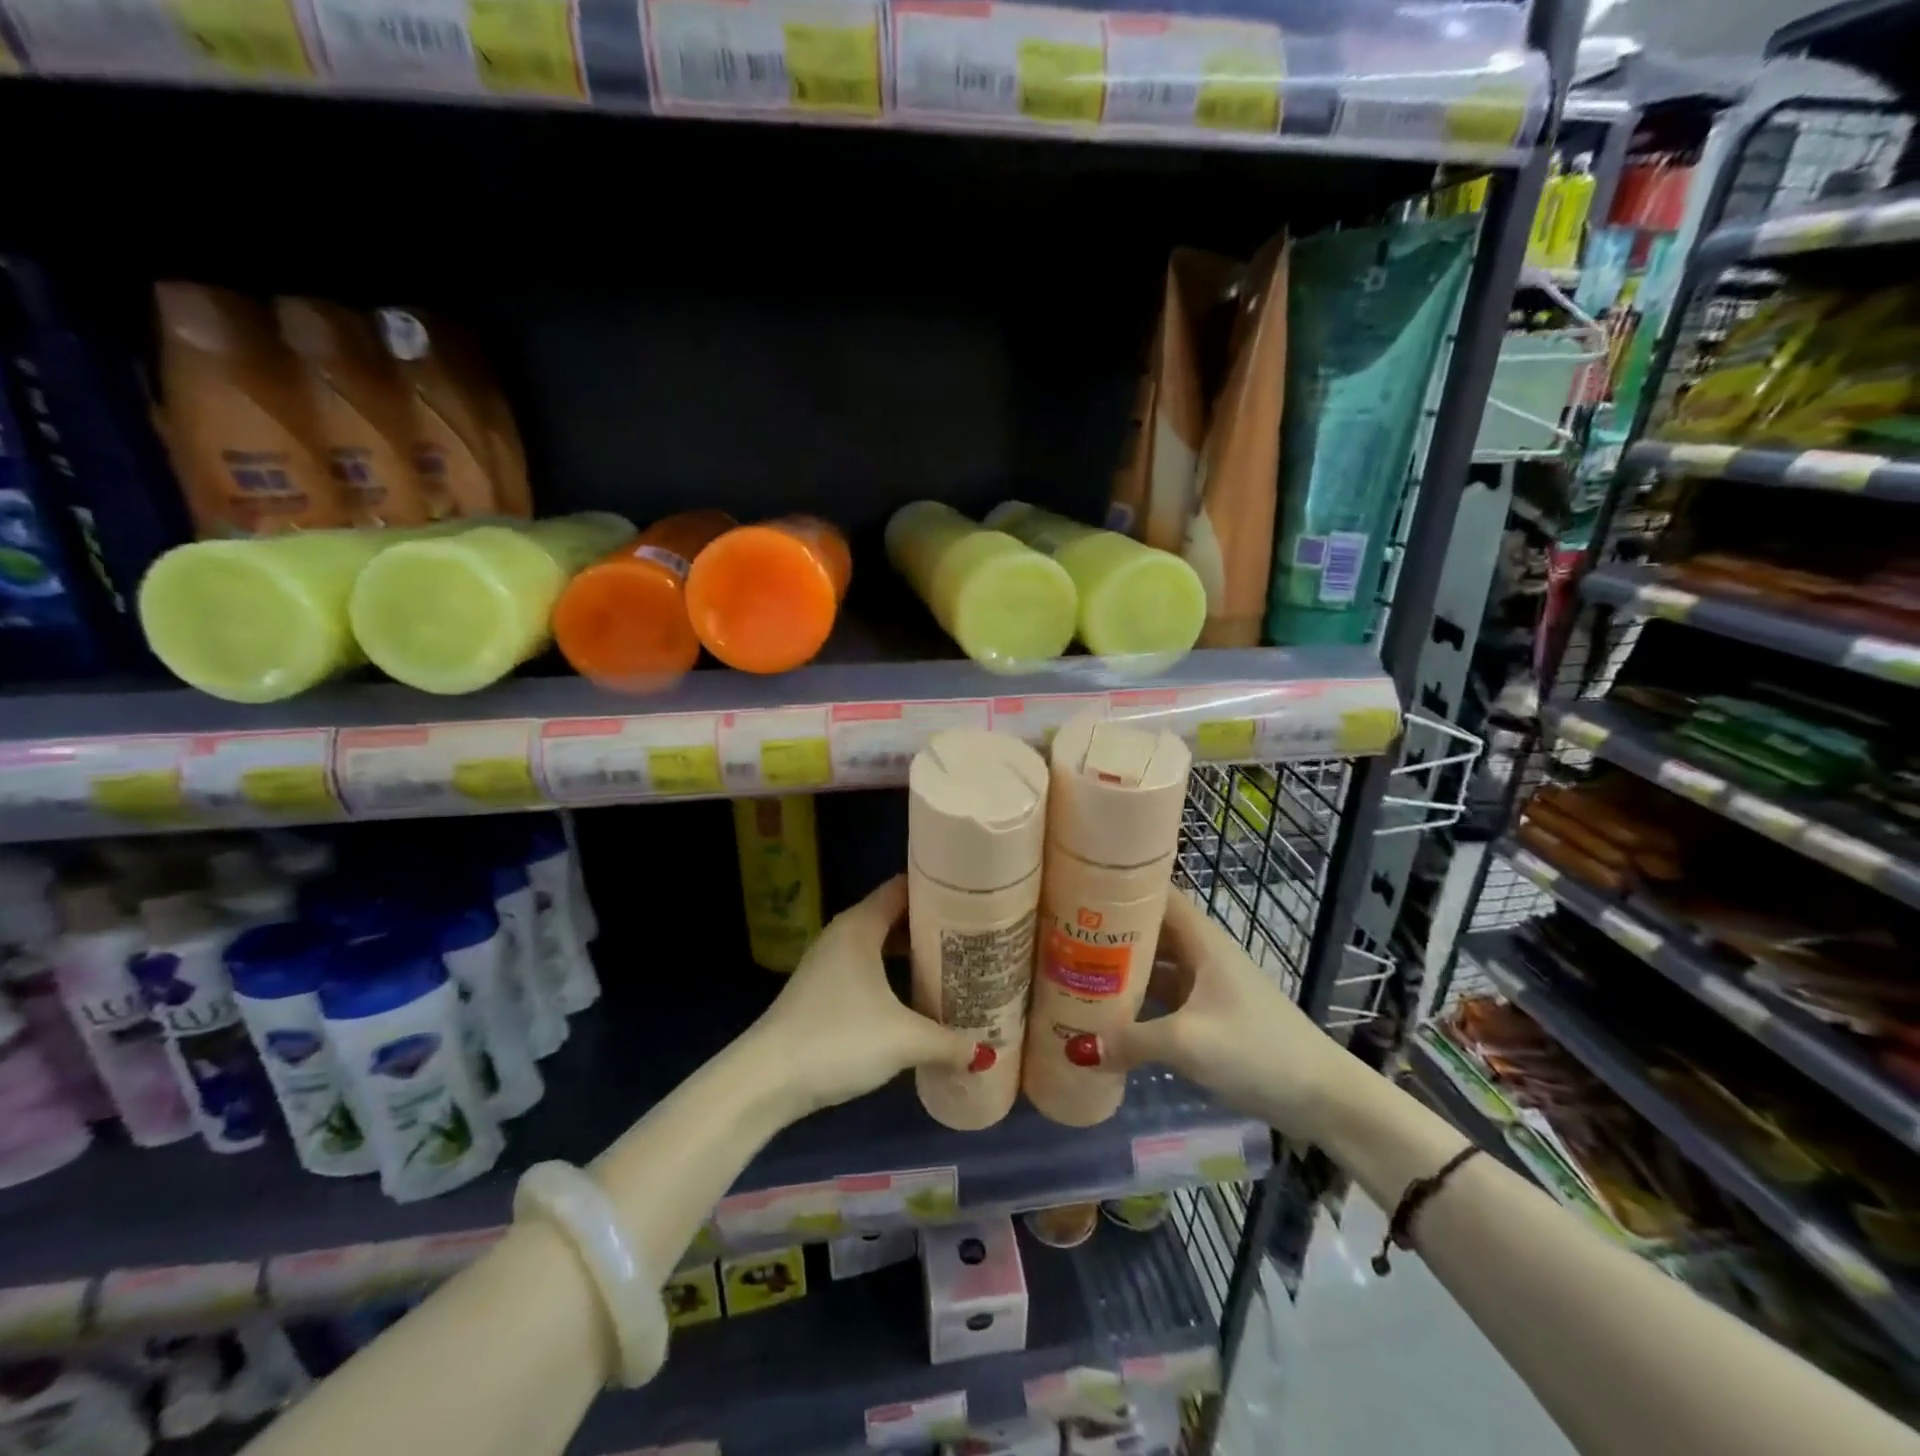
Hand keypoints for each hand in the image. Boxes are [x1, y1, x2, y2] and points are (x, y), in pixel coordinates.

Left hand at [750, 875, 982, 1115]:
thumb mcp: (903, 1040)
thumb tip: (985, 1053)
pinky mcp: (822, 990)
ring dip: (911, 951)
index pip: (903, 888)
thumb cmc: (839, 1040)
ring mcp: (829, 962)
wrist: (768, 1080)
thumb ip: (948, 1042)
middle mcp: (843, 934)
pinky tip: (914, 996)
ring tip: (952, 963)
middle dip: (931, 923)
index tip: (973, 896)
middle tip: (973, 933)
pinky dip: (892, 971)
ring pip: (879, 944)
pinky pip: (867, 966)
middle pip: (894, 915)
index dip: (938, 888)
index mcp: (860, 926)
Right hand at [1087, 892, 1353, 1144]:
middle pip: (1150, 931)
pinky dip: (1139, 1002)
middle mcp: (1202, 954)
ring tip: (1074, 972)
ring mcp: (1207, 986)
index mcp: (1202, 941)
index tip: (1077, 890)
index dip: (1120, 888)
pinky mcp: (1211, 1016)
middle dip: (1110, 932)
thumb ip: (1131, 1041)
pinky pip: (1165, 998)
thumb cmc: (1258, 1050)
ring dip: (1122, 970)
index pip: (1157, 895)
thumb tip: (1075, 1047)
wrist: (1323, 1097)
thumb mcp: (1189, 1043)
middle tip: (1062, 936)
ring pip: (1156, 966)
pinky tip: (1109, 1016)